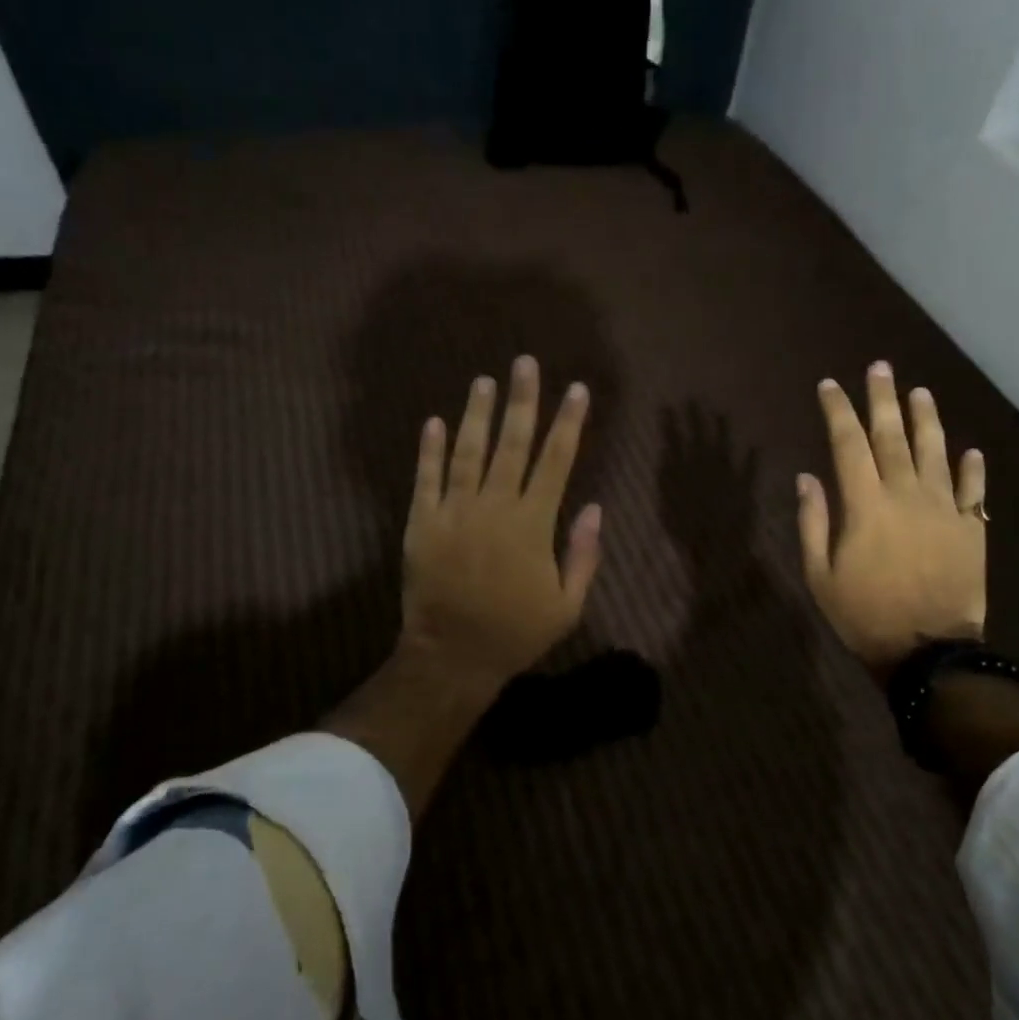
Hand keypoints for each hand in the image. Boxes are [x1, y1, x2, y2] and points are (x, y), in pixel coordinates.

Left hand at [400, 355, 602, 696]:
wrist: (452, 656)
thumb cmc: (515, 633)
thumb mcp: (567, 605)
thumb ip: (583, 555)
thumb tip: (596, 508)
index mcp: (532, 524)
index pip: (556, 461)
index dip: (568, 423)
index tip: (576, 389)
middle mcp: (494, 507)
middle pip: (512, 444)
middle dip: (522, 400)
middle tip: (524, 363)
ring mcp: (454, 512)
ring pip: (468, 452)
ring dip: (477, 414)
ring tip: (483, 381)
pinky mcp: (422, 523)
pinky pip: (426, 479)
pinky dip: (429, 450)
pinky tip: (434, 421)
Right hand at [797, 364, 987, 676]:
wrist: (929, 651)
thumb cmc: (864, 615)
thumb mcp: (821, 575)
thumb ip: (814, 523)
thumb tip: (807, 478)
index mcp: (866, 505)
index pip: (848, 444)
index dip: (838, 411)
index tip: (829, 386)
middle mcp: (906, 495)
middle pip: (893, 436)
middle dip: (883, 399)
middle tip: (879, 368)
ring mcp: (945, 510)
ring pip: (936, 452)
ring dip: (926, 420)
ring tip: (920, 392)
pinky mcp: (972, 529)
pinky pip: (974, 491)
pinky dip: (972, 469)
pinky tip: (970, 451)